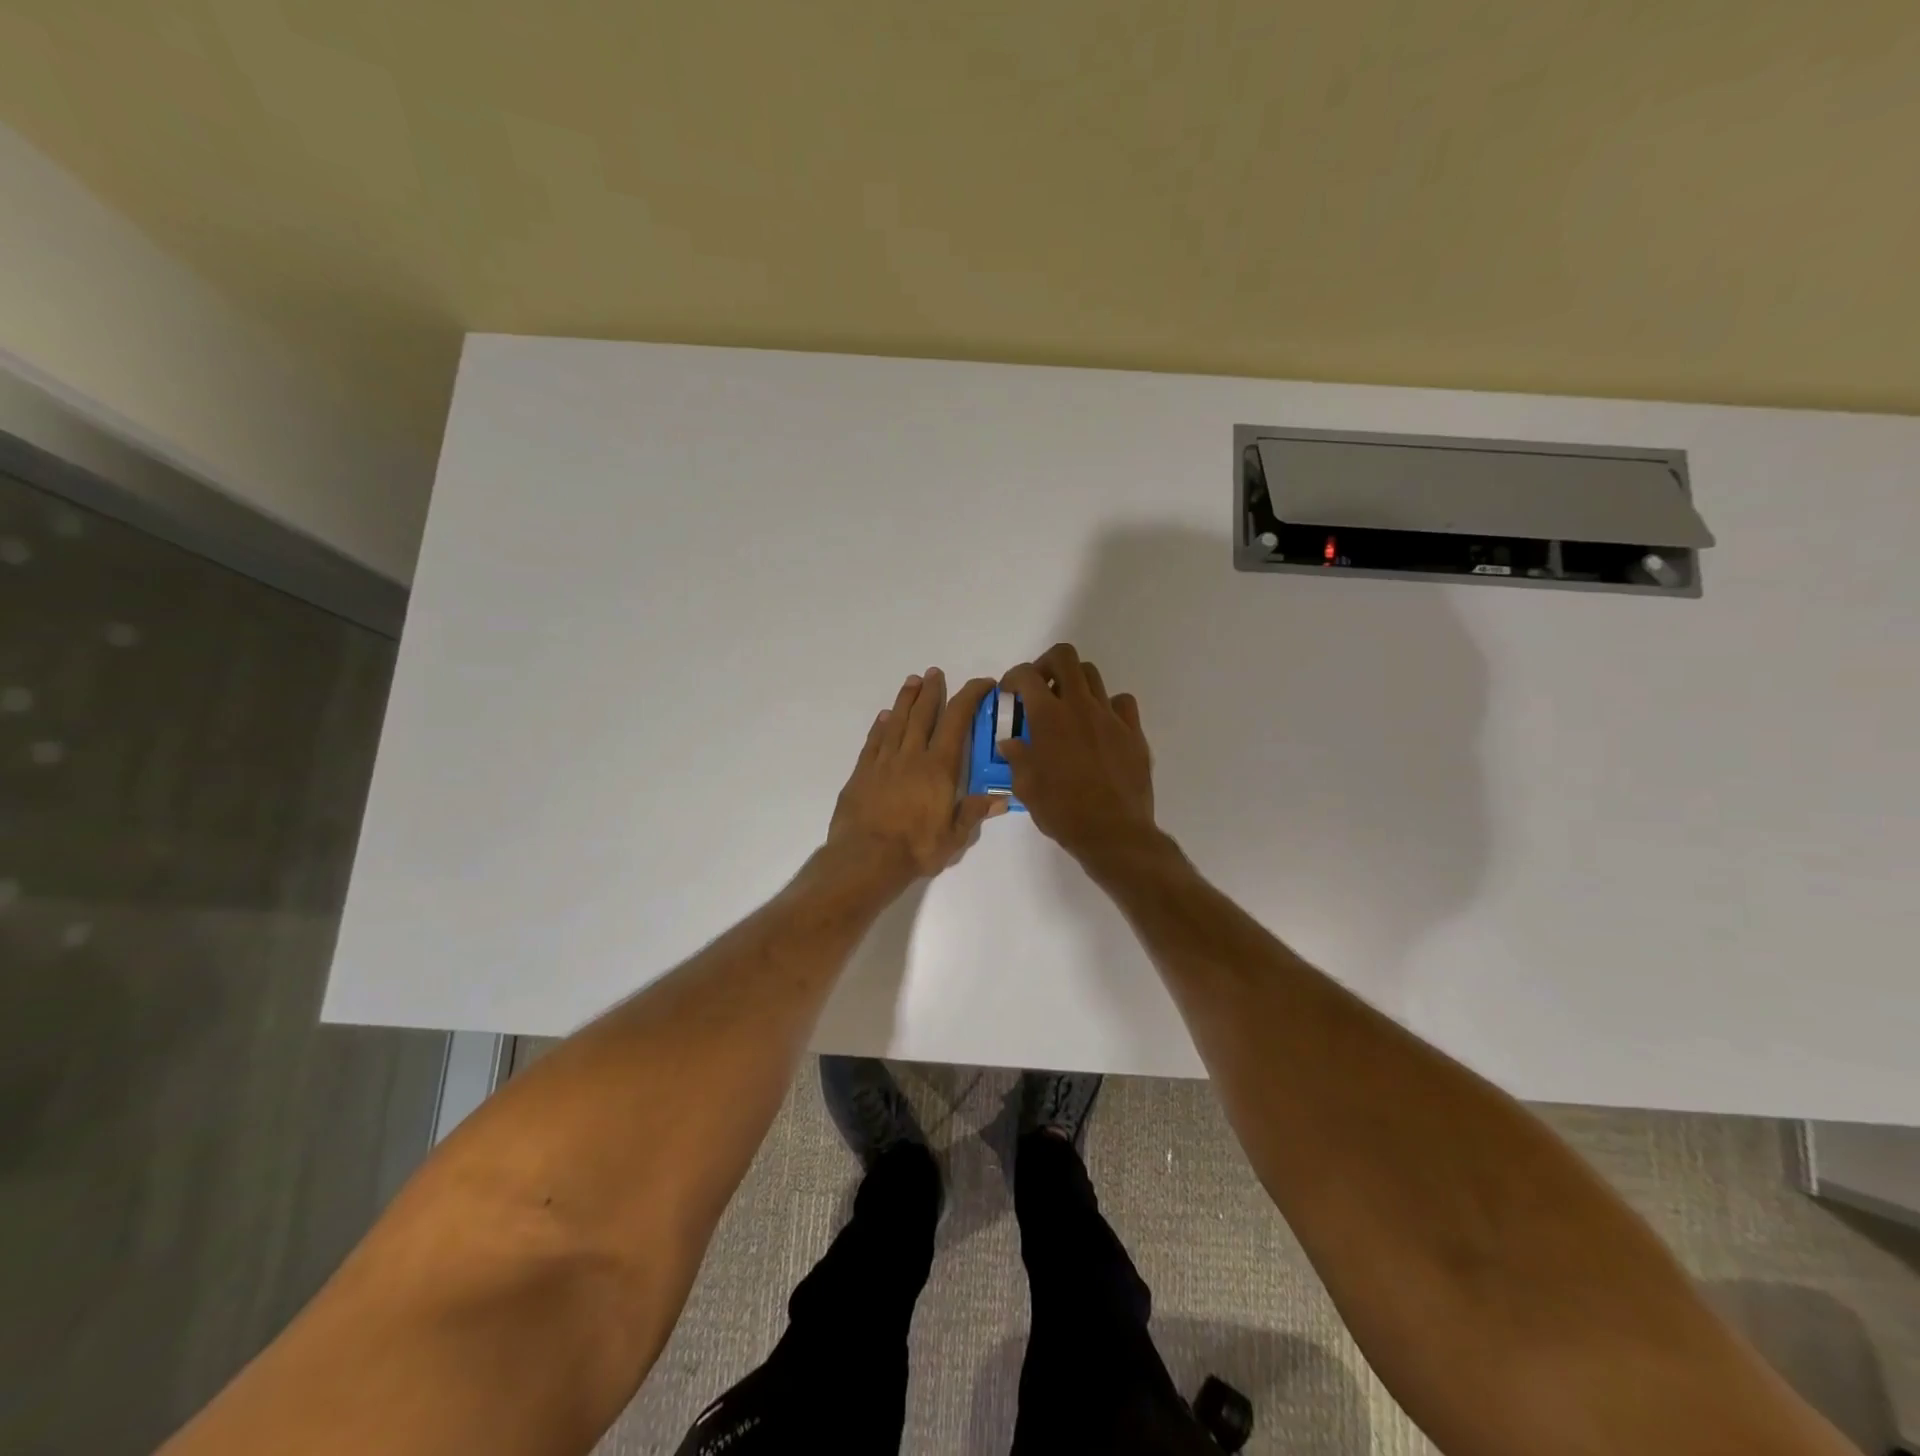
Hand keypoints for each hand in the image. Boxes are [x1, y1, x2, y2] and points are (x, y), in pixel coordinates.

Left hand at [828, 668, 1004, 881]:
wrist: (865, 858)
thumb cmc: (916, 849)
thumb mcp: (954, 837)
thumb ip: (974, 813)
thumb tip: (1001, 798)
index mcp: (939, 768)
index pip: (957, 722)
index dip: (970, 697)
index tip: (982, 684)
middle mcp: (912, 756)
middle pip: (924, 714)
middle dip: (932, 691)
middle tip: (935, 673)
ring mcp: (884, 762)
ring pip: (897, 722)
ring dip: (906, 700)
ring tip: (912, 681)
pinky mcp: (862, 773)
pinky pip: (873, 741)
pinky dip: (880, 726)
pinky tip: (885, 717)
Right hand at [999, 643, 1155, 860]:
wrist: (1113, 832)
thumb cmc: (1062, 811)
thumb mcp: (1026, 788)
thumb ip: (1017, 758)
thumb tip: (1010, 743)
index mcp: (1048, 717)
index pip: (1027, 675)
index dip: (1014, 677)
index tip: (1010, 693)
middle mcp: (1080, 706)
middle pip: (1065, 657)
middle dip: (1047, 664)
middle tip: (1040, 687)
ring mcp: (1111, 717)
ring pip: (1093, 676)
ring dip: (1075, 684)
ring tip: (1068, 708)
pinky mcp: (1134, 732)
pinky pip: (1122, 703)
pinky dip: (1108, 706)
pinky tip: (1100, 727)